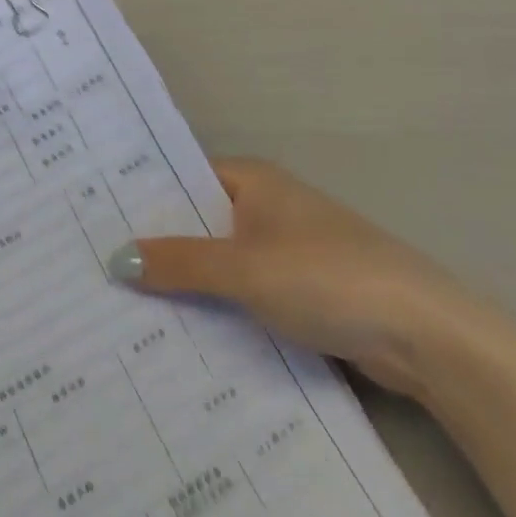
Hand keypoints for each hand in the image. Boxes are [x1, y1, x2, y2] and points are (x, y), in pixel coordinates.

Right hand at [111, 158, 499, 399]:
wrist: (422, 333)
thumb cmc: (326, 277)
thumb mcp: (245, 269)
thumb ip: (181, 263)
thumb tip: (116, 257)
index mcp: (252, 180)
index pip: (181, 179)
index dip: (141, 199)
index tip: (93, 221)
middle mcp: (266, 206)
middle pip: (198, 222)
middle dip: (158, 247)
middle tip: (96, 271)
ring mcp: (285, 250)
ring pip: (221, 263)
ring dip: (188, 284)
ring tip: (123, 308)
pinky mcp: (301, 292)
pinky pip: (244, 294)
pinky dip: (219, 309)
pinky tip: (181, 337)